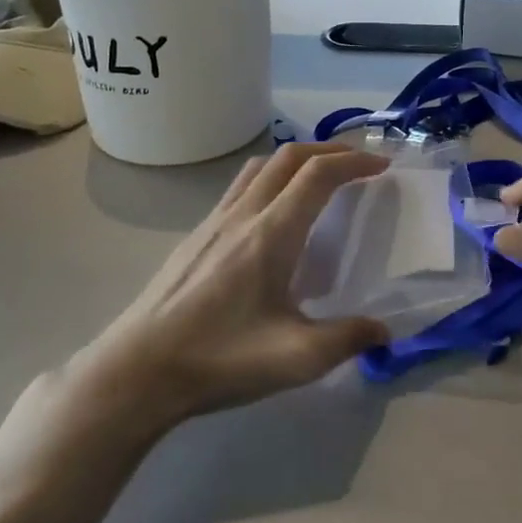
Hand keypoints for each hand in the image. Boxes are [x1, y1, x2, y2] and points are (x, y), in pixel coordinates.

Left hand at [80, 142, 391, 428]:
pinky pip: (240, 187)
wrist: (137, 370)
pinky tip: (272, 216)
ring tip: (318, 179)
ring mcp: (213, 222)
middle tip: (358, 164)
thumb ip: (348, 339)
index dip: (354, 163)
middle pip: (289, 157)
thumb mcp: (296, 358)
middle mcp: (243, 214)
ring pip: (260, 167)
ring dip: (296, 160)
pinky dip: (270, 179)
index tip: (381, 167)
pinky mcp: (195, 236)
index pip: (318, 175)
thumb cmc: (220, 358)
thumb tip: (384, 331)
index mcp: (272, 233)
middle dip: (329, 151)